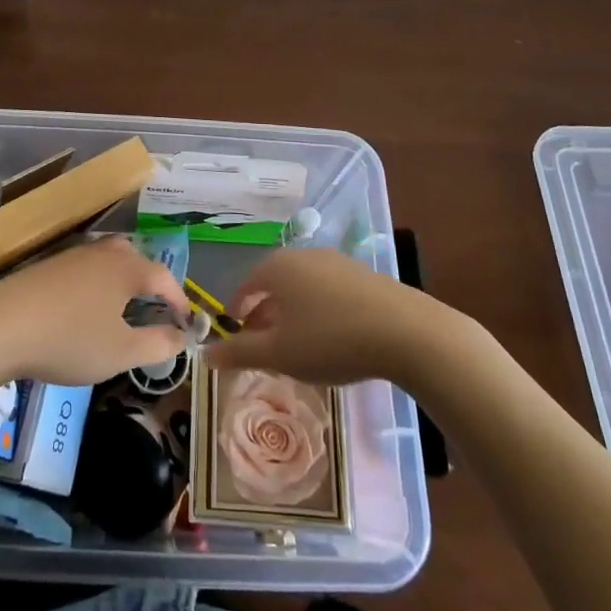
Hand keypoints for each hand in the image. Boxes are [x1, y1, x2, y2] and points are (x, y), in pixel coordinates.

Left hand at [0, 236, 189, 385]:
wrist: (3, 325)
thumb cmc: (71, 339)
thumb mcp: (122, 352)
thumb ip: (158, 344)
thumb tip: (183, 336)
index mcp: (128, 268)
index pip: (165, 277)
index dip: (179, 300)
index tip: (186, 322)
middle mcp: (105, 253)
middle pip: (138, 258)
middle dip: (152, 283)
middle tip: (156, 309)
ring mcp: (75, 254)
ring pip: (110, 259)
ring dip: (124, 279)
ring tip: (124, 306)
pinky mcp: (50, 264)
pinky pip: (87, 267)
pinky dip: (98, 282)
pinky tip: (87, 306)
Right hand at [206, 248, 428, 384]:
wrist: (405, 331)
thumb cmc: (330, 339)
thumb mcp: (279, 354)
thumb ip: (240, 353)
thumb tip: (205, 354)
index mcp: (277, 268)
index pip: (245, 286)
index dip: (236, 311)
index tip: (234, 336)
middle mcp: (303, 256)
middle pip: (273, 284)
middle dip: (265, 314)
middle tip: (263, 345)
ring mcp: (336, 262)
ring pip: (302, 287)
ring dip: (292, 313)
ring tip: (297, 345)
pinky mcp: (363, 275)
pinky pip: (328, 291)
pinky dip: (319, 310)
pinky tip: (331, 337)